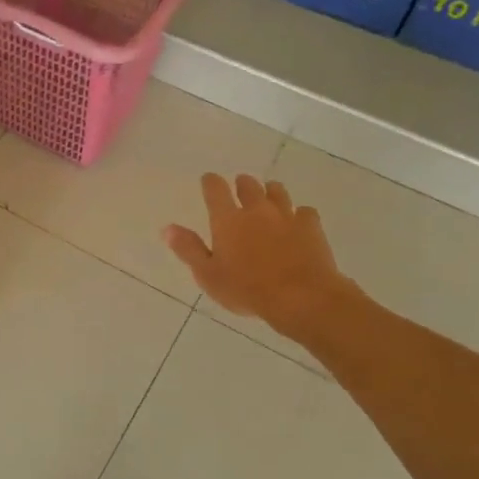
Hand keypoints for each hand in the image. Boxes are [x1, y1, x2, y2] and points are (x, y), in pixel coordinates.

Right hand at [164, 174, 359, 341]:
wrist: (301, 297)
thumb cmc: (247, 289)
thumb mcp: (208, 275)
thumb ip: (188, 249)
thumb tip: (167, 228)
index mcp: (227, 220)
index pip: (215, 189)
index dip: (210, 182)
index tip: (208, 180)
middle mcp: (256, 210)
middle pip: (248, 184)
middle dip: (242, 183)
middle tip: (239, 187)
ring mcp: (286, 215)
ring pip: (277, 191)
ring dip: (270, 191)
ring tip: (268, 197)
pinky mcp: (311, 226)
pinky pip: (305, 211)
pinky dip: (299, 214)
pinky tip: (298, 222)